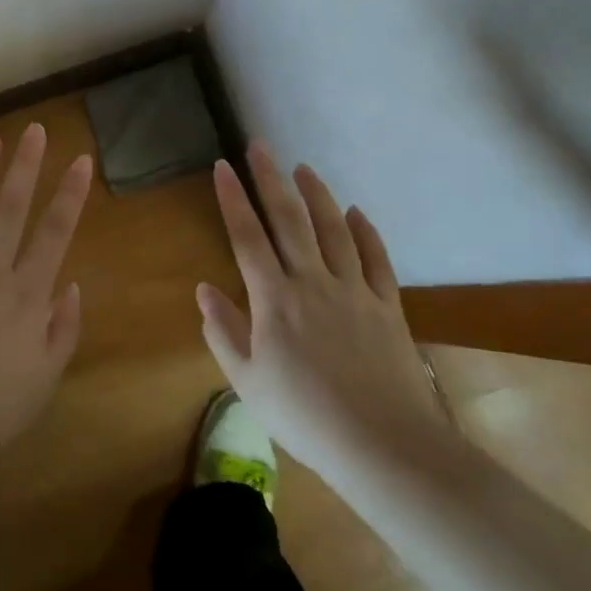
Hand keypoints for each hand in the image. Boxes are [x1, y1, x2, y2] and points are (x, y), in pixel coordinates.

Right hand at [197, 142, 457, 479]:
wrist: (382, 444)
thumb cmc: (304, 418)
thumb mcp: (247, 382)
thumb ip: (223, 332)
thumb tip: (204, 290)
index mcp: (274, 300)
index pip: (247, 237)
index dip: (233, 199)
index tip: (222, 166)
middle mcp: (313, 282)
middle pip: (290, 219)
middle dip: (271, 179)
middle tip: (260, 146)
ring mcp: (354, 290)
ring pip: (334, 229)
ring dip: (317, 195)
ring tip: (303, 168)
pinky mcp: (386, 305)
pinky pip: (376, 258)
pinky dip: (365, 231)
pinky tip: (356, 212)